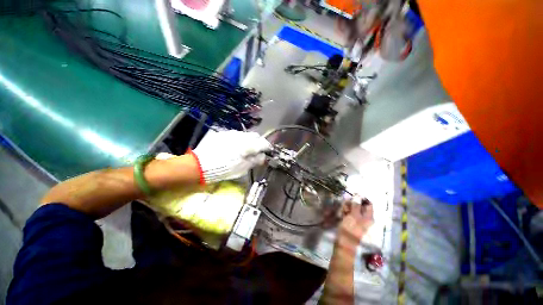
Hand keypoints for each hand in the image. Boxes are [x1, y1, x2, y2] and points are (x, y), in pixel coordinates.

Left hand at [190, 130, 270, 183]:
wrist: (200, 164)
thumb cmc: (224, 169)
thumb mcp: (242, 168)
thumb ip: (255, 160)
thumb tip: (263, 156)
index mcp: (248, 145)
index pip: (263, 143)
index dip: (267, 147)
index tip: (268, 152)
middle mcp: (241, 136)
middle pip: (256, 136)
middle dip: (259, 142)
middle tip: (257, 151)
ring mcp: (231, 133)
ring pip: (246, 134)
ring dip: (249, 140)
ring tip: (246, 149)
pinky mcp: (223, 134)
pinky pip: (236, 135)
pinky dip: (240, 140)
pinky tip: (235, 147)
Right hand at [337, 197, 373, 245]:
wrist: (343, 243)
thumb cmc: (350, 229)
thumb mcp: (353, 216)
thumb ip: (356, 205)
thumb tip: (358, 195)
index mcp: (368, 217)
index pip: (368, 204)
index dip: (361, 198)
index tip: (352, 195)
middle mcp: (364, 217)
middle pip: (359, 205)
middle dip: (351, 204)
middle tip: (345, 207)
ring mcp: (357, 219)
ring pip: (352, 208)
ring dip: (346, 207)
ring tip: (342, 212)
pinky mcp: (350, 221)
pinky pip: (348, 213)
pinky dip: (344, 212)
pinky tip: (341, 214)